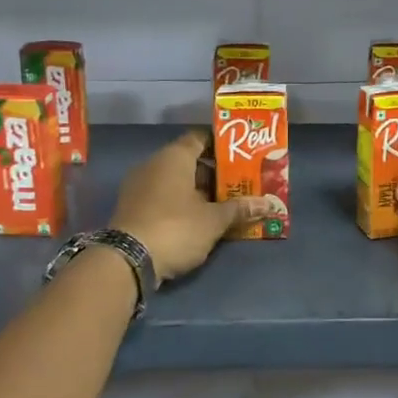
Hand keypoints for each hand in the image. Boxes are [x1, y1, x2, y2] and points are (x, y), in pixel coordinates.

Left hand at [112, 131, 270, 283]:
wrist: (128, 259)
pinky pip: (163, 197)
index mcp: (174, 157)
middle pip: (189, 161)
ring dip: (198, 191)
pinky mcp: (133, 207)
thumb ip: (240, 209)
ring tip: (225, 205)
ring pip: (176, 181)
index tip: (242, 156)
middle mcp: (154, 164)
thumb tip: (268, 204)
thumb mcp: (214, 221)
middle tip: (240, 185)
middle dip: (214, 173)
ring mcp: (139, 186)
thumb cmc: (176, 228)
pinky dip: (181, 203)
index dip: (221, 145)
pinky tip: (200, 219)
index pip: (200, 138)